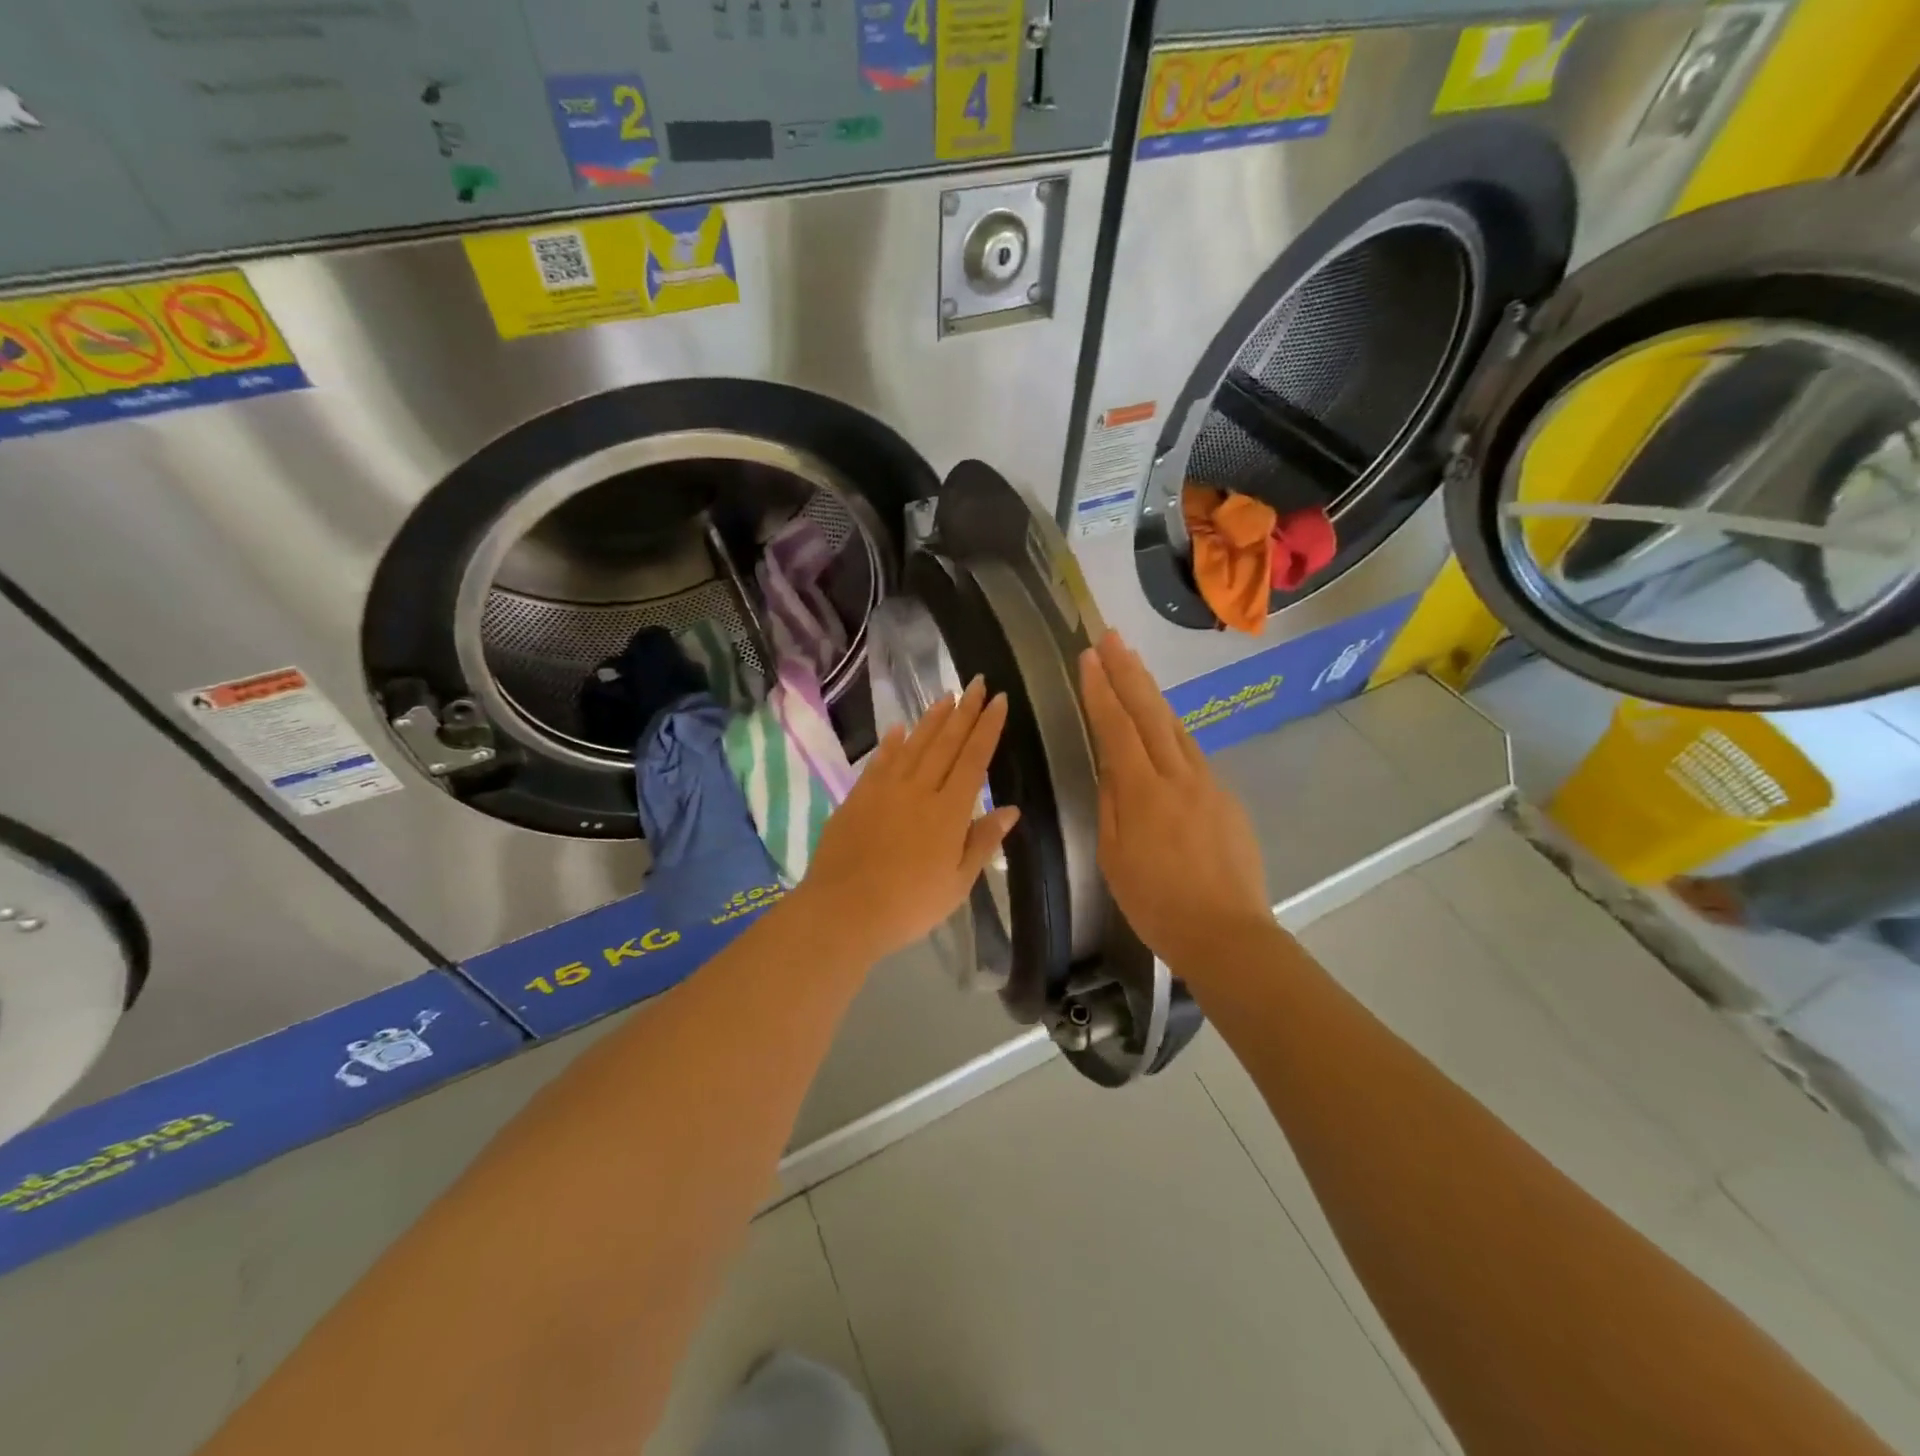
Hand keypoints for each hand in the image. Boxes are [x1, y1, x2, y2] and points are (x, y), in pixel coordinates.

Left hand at [795, 677, 1020, 964]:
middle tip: (976, 682)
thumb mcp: (958, 883)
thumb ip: (983, 841)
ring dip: (932, 719)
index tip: (998, 699)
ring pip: (914, 744)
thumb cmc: (910, 904)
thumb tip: (1011, 809)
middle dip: (964, 711)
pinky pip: (880, 761)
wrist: (844, 910)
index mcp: (949, 811)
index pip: (974, 758)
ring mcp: (885, 789)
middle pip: (946, 742)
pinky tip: (898, 729)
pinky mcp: (858, 796)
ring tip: (947, 696)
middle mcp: (919, 790)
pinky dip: (891, 743)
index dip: (987, 727)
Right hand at [1078, 632, 1270, 971]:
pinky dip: (1173, 731)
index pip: (1117, 728)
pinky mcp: (1227, 798)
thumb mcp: (1115, 857)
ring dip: (1152, 694)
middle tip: (1111, 638)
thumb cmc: (1157, 904)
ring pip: (1176, 727)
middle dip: (1128, 672)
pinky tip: (1163, 727)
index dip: (1101, 690)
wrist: (1227, 934)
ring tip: (1134, 667)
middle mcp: (1179, 777)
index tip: (1088, 656)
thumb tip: (1111, 765)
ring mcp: (1209, 784)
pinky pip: (1193, 755)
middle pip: (1151, 713)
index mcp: (1144, 793)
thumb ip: (1113, 804)